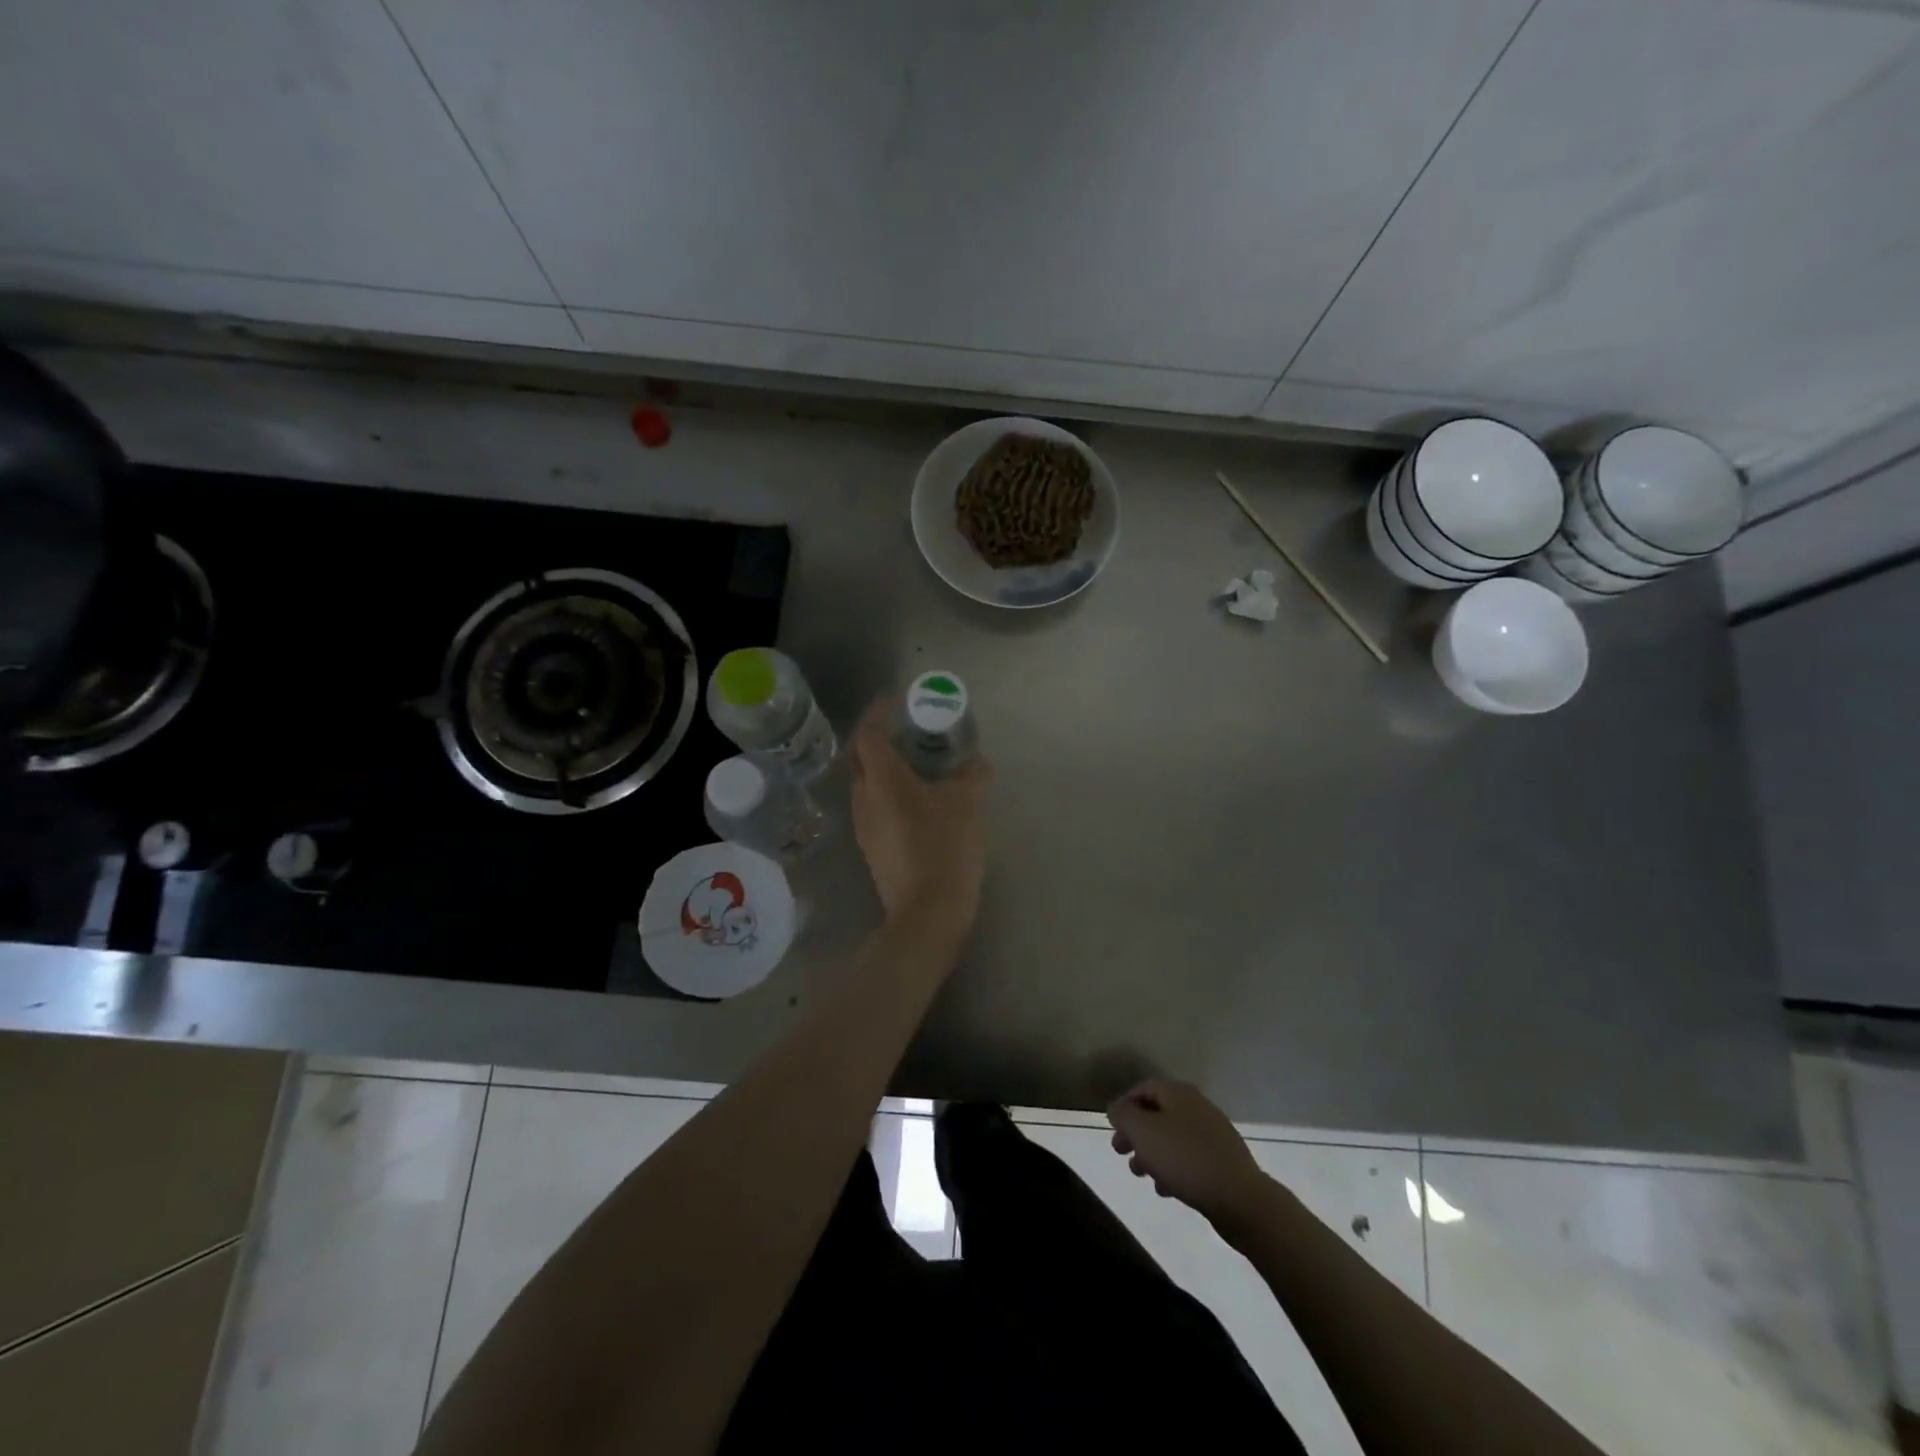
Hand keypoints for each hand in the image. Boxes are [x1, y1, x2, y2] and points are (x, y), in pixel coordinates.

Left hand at [849, 697, 991, 936]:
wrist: (928, 912)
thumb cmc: (945, 847)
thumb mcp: (968, 804)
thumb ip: (973, 774)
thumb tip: (977, 761)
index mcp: (882, 779)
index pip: (867, 733)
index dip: (878, 713)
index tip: (895, 702)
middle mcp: (864, 797)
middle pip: (860, 756)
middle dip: (877, 737)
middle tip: (906, 730)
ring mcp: (863, 824)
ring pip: (866, 782)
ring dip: (884, 766)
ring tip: (916, 762)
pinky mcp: (871, 845)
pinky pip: (874, 804)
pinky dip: (889, 790)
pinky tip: (917, 798)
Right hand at [1108, 1078, 1269, 1224]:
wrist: (1240, 1199)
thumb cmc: (1185, 1159)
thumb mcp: (1143, 1132)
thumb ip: (1124, 1115)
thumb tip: (1117, 1109)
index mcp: (1179, 1093)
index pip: (1144, 1088)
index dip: (1124, 1105)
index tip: (1113, 1128)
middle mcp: (1197, 1106)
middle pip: (1157, 1113)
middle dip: (1136, 1133)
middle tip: (1121, 1153)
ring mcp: (1213, 1134)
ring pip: (1172, 1137)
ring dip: (1152, 1153)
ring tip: (1141, 1174)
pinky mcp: (1222, 1161)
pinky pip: (1189, 1158)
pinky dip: (1172, 1168)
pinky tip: (1166, 1189)